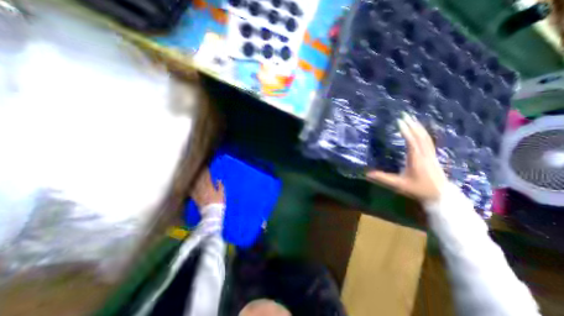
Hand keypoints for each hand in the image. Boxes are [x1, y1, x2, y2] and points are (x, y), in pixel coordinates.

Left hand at [191, 167, 223, 209]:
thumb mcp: (222, 194)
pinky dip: (189, 187)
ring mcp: (198, 194)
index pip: (207, 178)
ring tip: (193, 174)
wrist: (212, 212)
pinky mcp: (195, 198)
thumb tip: (218, 180)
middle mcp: (203, 189)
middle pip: (200, 179)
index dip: (206, 172)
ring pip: (195, 184)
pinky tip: (188, 184)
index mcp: (210, 187)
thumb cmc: (218, 203)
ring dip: (194, 179)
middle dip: (199, 174)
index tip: (205, 168)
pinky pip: (191, 191)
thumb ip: (220, 186)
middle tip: (198, 169)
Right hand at [366, 114, 449, 202]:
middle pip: (420, 136)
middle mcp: (425, 154)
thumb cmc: (418, 189)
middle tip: (405, 115)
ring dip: (419, 127)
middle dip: (413, 125)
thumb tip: (366, 173)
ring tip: (412, 119)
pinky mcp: (433, 157)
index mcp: (416, 159)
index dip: (406, 131)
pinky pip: (428, 141)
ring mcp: (431, 155)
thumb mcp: (398, 185)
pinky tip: (420, 131)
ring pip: (426, 138)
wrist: (440, 196)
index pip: (411, 142)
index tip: (399, 121)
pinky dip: (424, 133)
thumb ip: (383, 178)